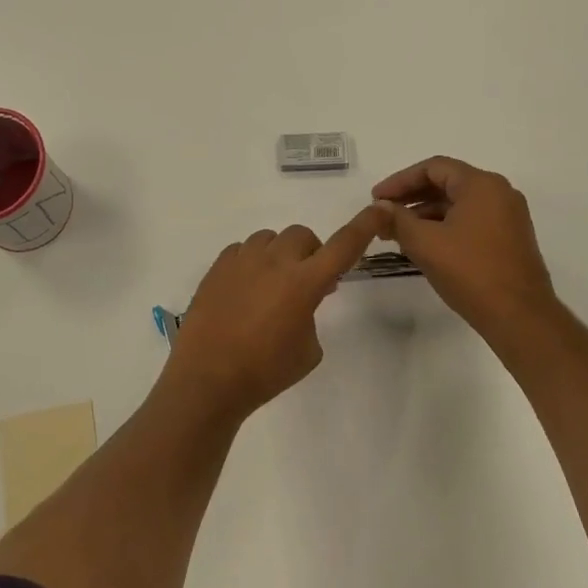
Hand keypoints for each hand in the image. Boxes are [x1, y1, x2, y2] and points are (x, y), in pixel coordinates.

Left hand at [167, 207, 386, 420]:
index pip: (344, 245)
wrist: (208, 377)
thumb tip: (300, 298)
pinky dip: (251, 262)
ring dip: (279, 255)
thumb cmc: (266, 371)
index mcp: (304, 282)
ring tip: (270, 286)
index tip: (379, 210)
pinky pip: (242, 249)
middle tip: (306, 282)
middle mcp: (274, 262)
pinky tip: (244, 289)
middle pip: (302, 236)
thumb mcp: (307, 349)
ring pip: (269, 238)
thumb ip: (311, 313)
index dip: (364, 226)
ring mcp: (242, 260)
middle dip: (310, 254)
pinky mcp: (217, 267)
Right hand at [371, 156, 561, 339]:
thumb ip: (397, 219)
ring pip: (458, 204)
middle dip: (411, 197)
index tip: (376, 198)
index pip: (433, 168)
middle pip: (446, 183)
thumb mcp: (424, 242)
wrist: (519, 317)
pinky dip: (444, 226)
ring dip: (426, 214)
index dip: (400, 180)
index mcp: (481, 185)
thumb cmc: (470, 271)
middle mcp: (499, 193)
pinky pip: (470, 221)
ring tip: (398, 233)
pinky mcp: (509, 239)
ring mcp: (508, 217)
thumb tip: (379, 207)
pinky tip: (424, 245)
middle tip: (384, 214)